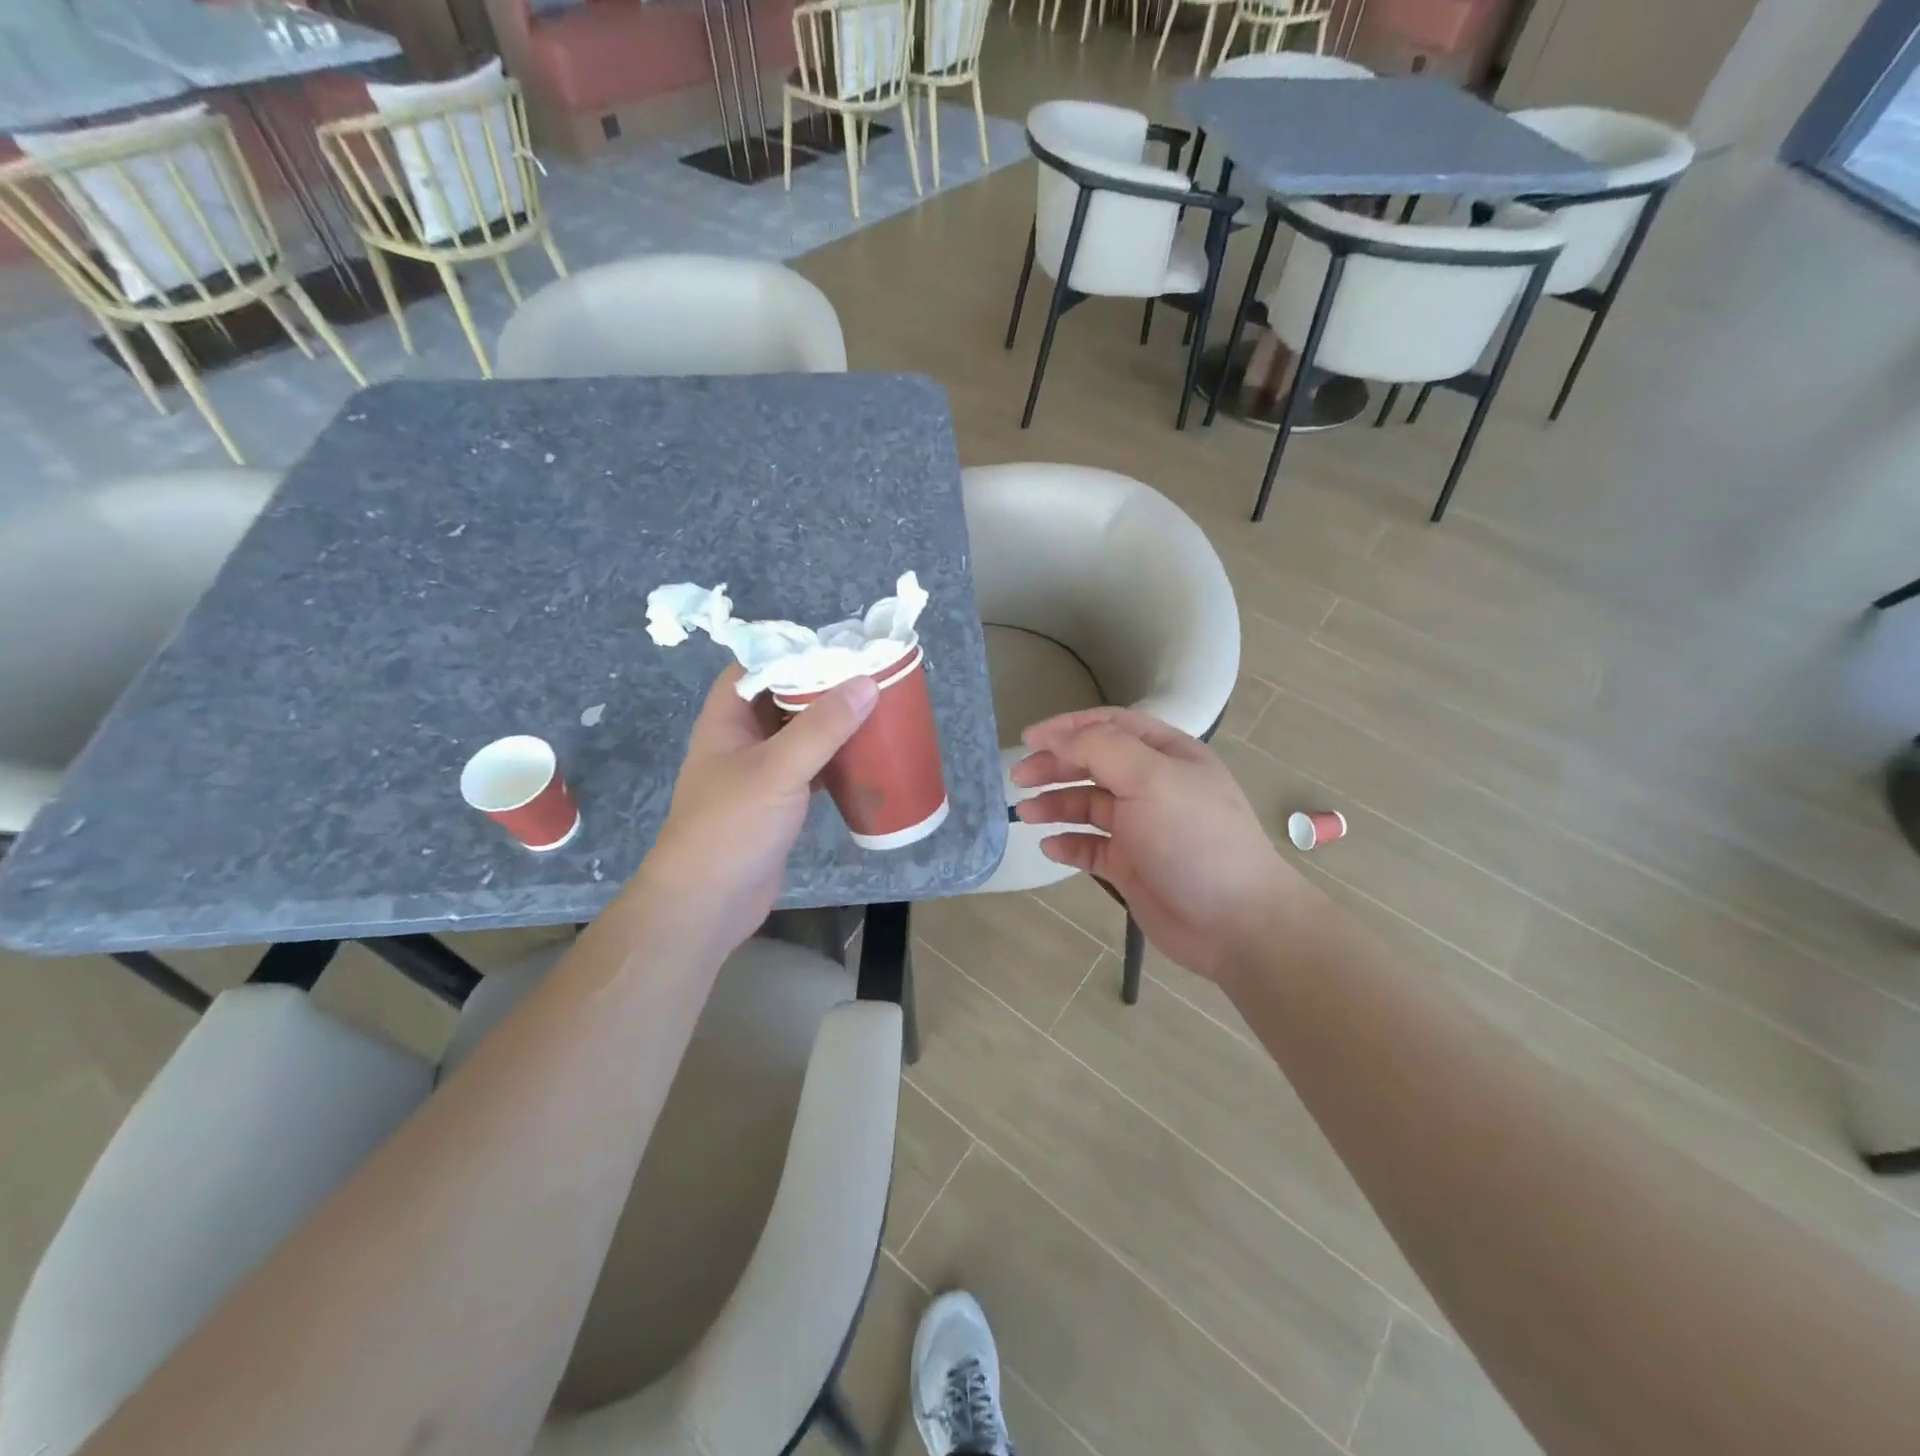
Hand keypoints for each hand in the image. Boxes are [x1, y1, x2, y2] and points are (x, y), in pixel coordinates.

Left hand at [637, 665, 877, 961]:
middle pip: (783, 699)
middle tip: (868, 676)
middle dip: (822, 687)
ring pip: (800, 736)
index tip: (837, 646)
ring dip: (832, 726)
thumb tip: (865, 682)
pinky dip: (834, 761)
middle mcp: (741, 741)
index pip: (756, 667)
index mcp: (727, 720)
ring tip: (876, 709)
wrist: (707, 903)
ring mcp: (759, 774)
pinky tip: (866, 758)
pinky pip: (810, 770)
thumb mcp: (778, 769)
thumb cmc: (731, 827)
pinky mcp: (777, 805)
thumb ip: (822, 727)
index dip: (791, 652)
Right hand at [1011, 707, 1304, 984]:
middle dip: (1055, 765)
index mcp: (1166, 754)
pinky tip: (1050, 847)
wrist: (1235, 922)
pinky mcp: (1131, 865)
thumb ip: (1100, 748)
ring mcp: (1142, 827)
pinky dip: (1068, 844)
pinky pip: (1091, 847)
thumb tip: (1056, 738)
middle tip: (1018, 777)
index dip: (1067, 727)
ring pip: (1087, 805)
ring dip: (1055, 804)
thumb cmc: (1194, 838)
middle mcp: (1153, 785)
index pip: (1110, 725)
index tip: (1028, 738)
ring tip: (1026, 814)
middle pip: (1093, 763)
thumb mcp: (1150, 778)